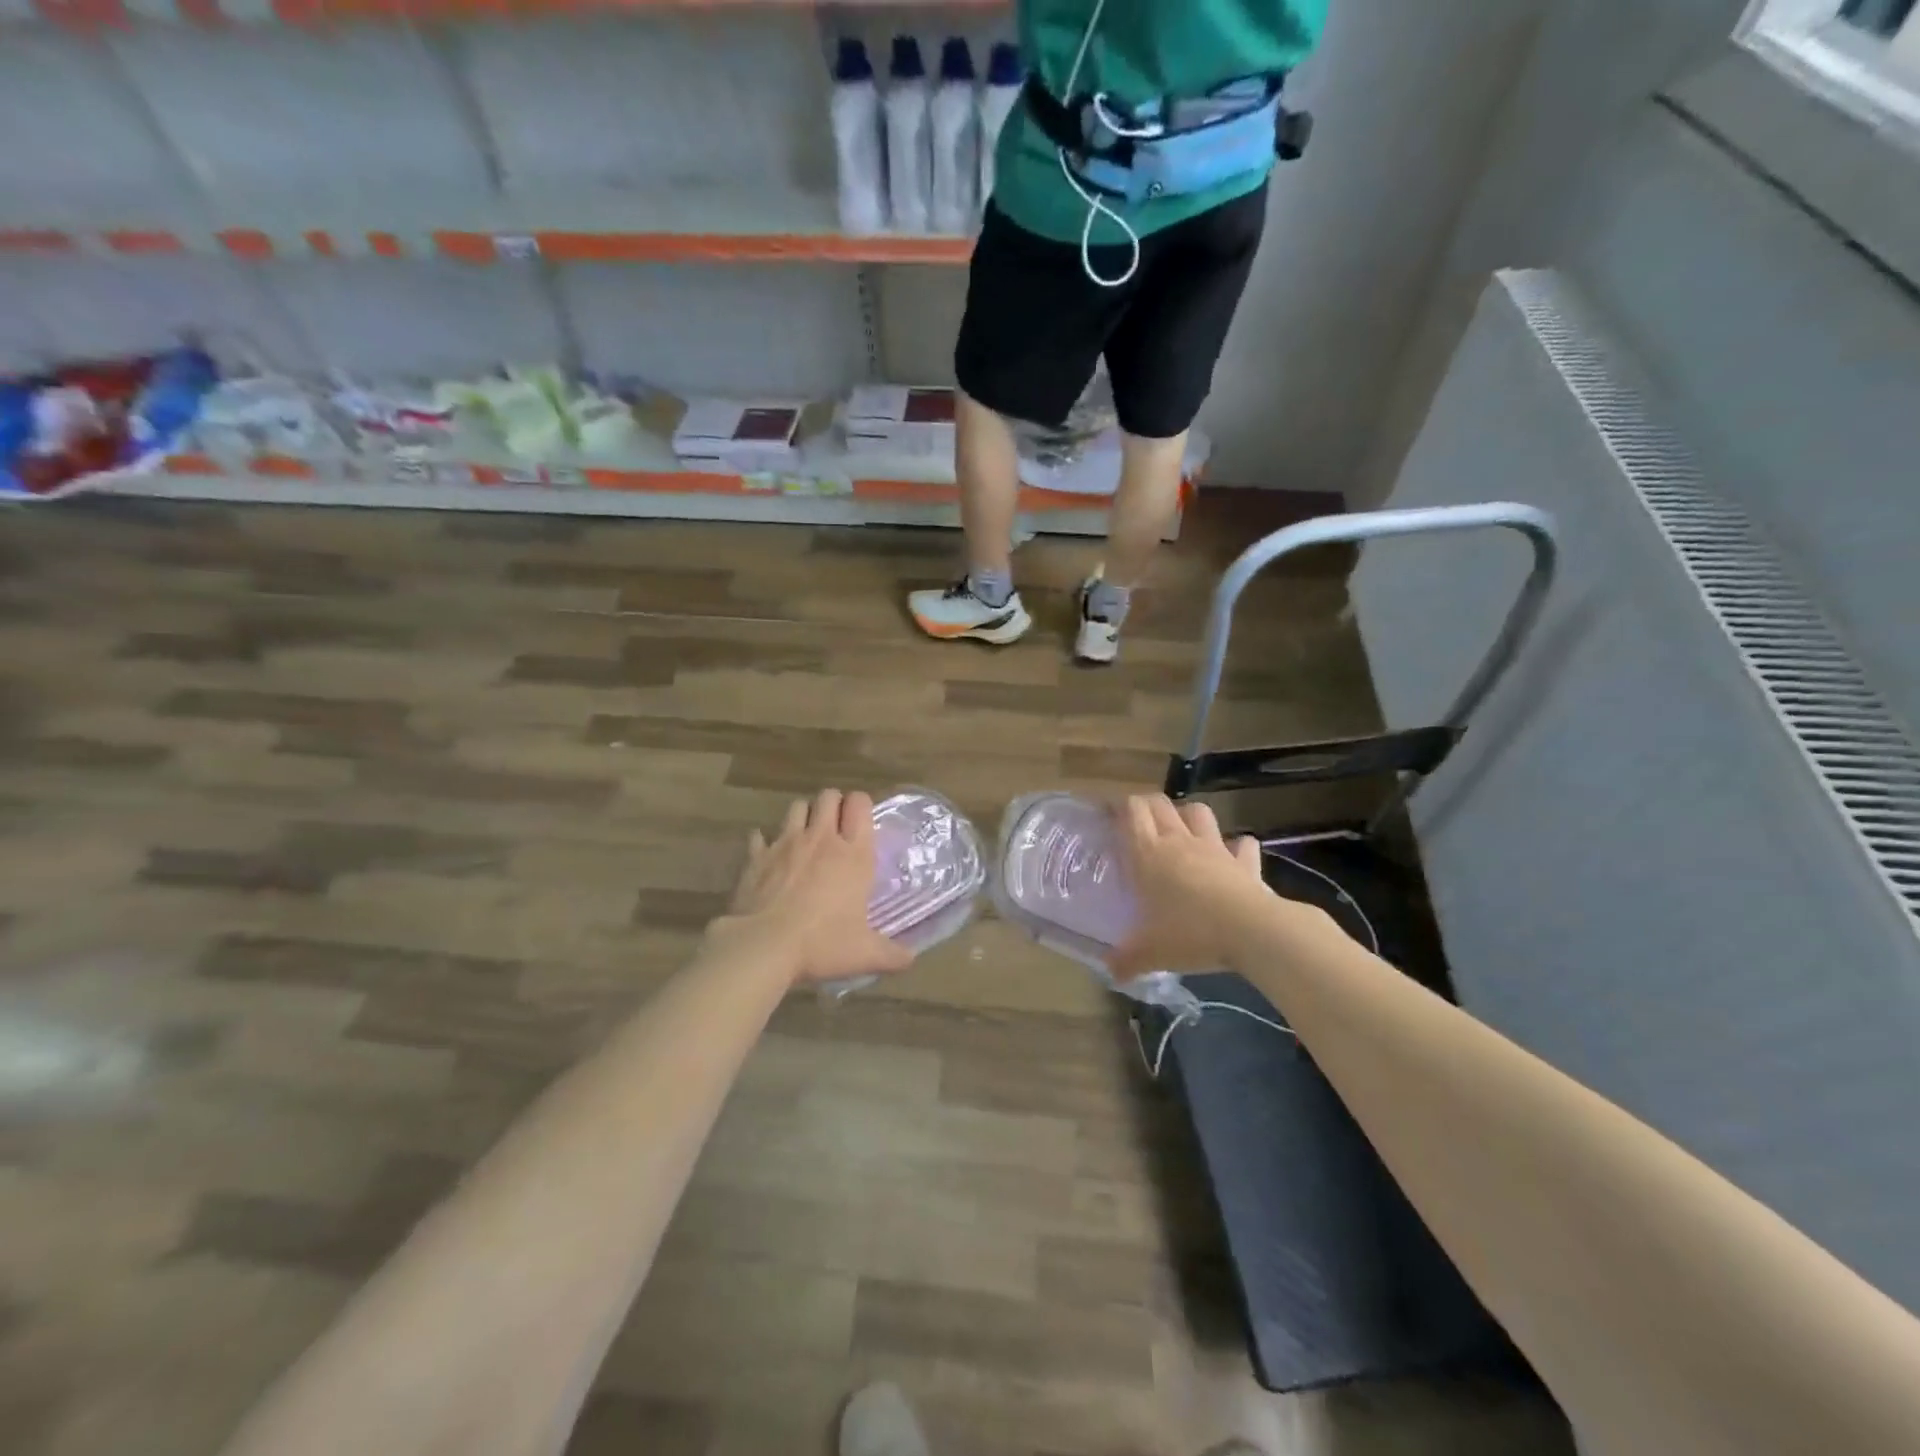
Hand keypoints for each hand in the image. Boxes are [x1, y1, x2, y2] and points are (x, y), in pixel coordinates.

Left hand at [709, 788, 914, 986]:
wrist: (763, 946)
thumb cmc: (822, 944)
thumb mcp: (865, 954)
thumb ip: (892, 955)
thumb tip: (910, 959)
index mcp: (853, 854)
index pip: (860, 804)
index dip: (861, 806)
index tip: (861, 823)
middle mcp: (821, 839)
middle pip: (828, 796)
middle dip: (833, 805)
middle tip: (836, 828)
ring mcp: (785, 843)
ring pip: (797, 807)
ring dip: (803, 816)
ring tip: (805, 837)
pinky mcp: (757, 856)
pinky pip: (760, 836)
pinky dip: (765, 842)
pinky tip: (769, 856)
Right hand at [1109, 795, 1281, 979]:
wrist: (1252, 931)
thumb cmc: (1191, 934)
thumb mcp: (1151, 953)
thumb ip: (1127, 960)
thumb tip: (1110, 971)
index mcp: (1149, 854)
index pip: (1132, 811)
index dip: (1120, 807)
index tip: (1110, 817)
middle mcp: (1180, 842)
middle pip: (1160, 804)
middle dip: (1147, 806)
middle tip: (1139, 824)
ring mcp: (1215, 848)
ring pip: (1198, 812)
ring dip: (1188, 815)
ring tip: (1182, 831)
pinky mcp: (1245, 862)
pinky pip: (1242, 844)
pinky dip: (1237, 846)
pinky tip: (1233, 856)